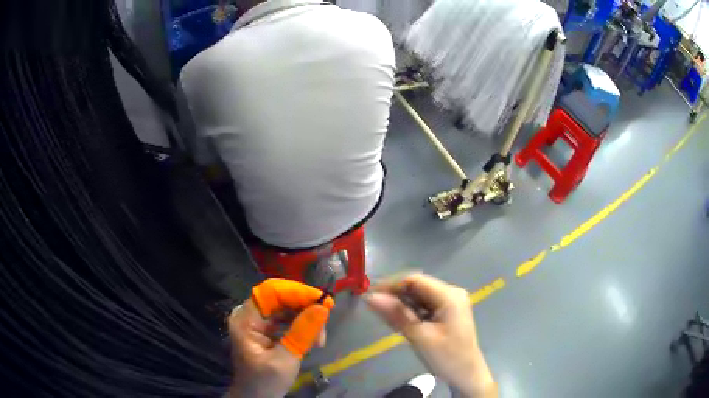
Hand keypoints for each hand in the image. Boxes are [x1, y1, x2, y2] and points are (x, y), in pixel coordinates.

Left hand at [228, 279, 334, 397]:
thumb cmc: (265, 382)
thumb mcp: (285, 360)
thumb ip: (302, 333)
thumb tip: (322, 307)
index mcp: (245, 319)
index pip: (271, 292)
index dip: (297, 292)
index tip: (323, 301)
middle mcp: (249, 315)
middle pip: (280, 298)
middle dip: (305, 308)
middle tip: (325, 322)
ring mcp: (258, 322)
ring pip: (286, 308)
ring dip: (307, 319)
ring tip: (320, 339)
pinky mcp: (266, 330)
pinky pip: (287, 319)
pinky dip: (302, 326)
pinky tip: (313, 340)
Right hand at [366, 274, 495, 397]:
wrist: (466, 375)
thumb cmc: (446, 357)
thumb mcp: (420, 337)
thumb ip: (396, 315)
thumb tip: (371, 297)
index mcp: (449, 295)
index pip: (415, 280)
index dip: (391, 285)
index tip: (370, 296)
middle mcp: (451, 293)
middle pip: (417, 286)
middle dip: (395, 295)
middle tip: (374, 307)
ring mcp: (450, 302)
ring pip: (419, 296)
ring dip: (402, 303)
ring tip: (384, 315)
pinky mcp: (447, 312)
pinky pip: (424, 305)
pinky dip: (410, 311)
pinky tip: (400, 320)